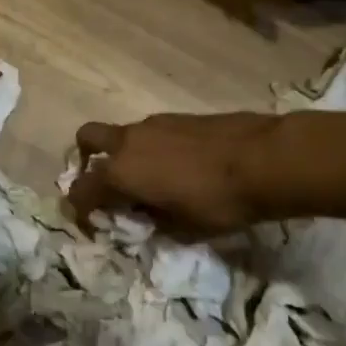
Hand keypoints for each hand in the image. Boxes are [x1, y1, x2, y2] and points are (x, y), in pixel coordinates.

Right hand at [68, 111, 281, 235]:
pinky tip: (178, 165)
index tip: (92, 222)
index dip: (80, 209)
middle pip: (87, 139)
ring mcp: (152, 124)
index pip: (81, 189)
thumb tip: (143, 216)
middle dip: (85, 159)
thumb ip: (153, 222)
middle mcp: (128, 142)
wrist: (264, 159)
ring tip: (151, 180)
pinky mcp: (177, 117)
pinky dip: (150, 148)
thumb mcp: (183, 229)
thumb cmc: (219, 202)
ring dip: (124, 155)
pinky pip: (149, 132)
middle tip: (105, 182)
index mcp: (121, 173)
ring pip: (121, 135)